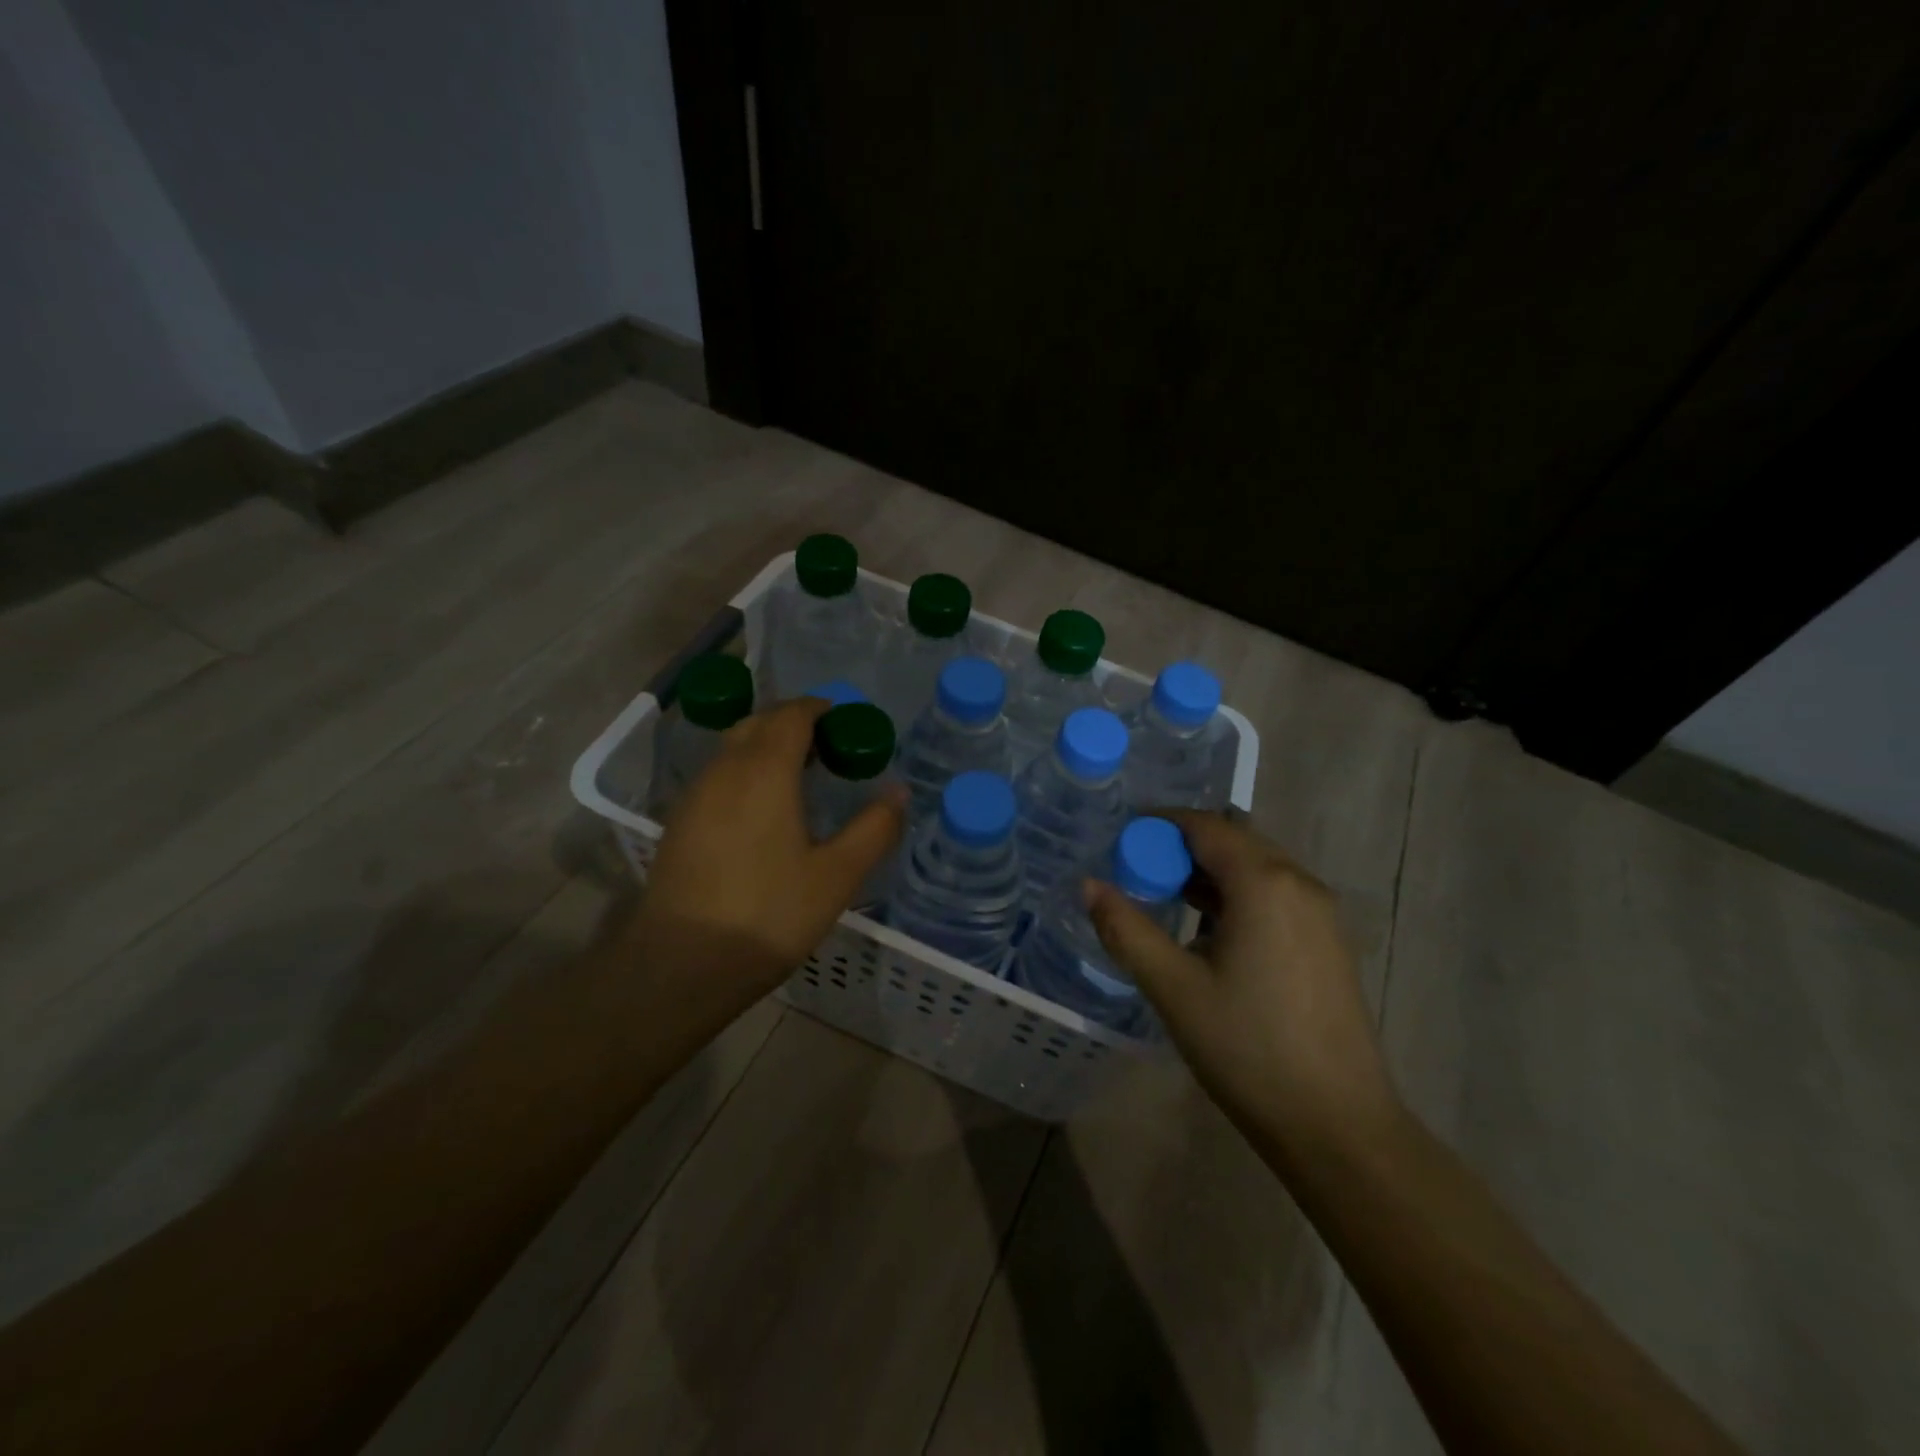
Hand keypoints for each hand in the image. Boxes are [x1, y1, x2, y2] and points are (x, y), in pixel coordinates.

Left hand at [633, 697, 905, 1012]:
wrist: (680, 966)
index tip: (849, 727)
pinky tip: (763, 812)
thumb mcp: (837, 876)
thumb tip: (899, 792)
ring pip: (734, 748)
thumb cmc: (768, 915)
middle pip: (759, 723)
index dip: (822, 711)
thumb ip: (874, 828)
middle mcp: (725, 770)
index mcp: (765, 771)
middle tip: (830, 750)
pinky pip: (719, 776)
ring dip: (768, 747)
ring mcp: (695, 796)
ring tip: (801, 778)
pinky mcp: (679, 823)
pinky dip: (746, 772)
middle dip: (795, 723)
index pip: (793, 714)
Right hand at [1086, 811, 1399, 1159]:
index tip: (1121, 840)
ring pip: (1256, 869)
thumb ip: (1126, 929)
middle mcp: (1300, 884)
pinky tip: (1209, 932)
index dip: (1159, 825)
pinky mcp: (1329, 943)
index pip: (1205, 826)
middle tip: (1136, 871)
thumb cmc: (1248, 1048)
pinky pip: (1275, 896)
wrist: (1337, 1125)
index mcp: (1264, 883)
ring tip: (1165, 898)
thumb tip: (1089, 885)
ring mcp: (1321, 914)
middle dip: (1182, 848)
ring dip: (1210, 873)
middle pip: (1233, 842)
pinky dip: (1236, 896)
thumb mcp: (1174, 987)